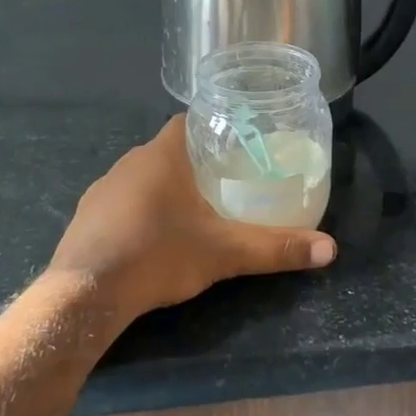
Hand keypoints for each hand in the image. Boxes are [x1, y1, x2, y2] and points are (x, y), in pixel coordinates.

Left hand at [48, 117, 336, 319]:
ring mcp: (103, 187)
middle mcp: (130, 161)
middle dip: (195, 161)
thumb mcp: (224, 253)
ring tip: (193, 210)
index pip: (190, 121)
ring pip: (144, 175)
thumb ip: (275, 248)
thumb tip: (330, 249)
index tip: (236, 145)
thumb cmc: (159, 255)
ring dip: (165, 187)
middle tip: (225, 182)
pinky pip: (121, 201)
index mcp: (163, 154)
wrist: (86, 294)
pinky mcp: (86, 215)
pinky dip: (139, 209)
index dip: (213, 128)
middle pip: (169, 149)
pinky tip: (152, 236)